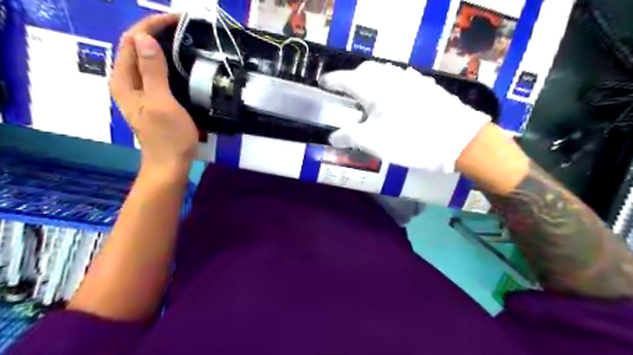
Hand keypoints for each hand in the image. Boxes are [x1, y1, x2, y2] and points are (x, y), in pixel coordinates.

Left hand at [110, 16, 196, 170]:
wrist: (170, 163)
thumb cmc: (168, 137)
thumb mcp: (161, 103)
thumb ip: (152, 71)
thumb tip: (144, 37)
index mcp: (124, 80)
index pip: (132, 41)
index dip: (151, 25)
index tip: (177, 19)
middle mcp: (127, 81)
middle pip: (136, 47)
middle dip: (156, 31)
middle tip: (184, 27)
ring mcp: (139, 90)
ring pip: (146, 58)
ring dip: (162, 45)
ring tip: (183, 38)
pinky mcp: (152, 98)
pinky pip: (155, 71)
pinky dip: (166, 61)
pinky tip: (181, 61)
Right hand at [319, 60, 490, 173]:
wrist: (457, 139)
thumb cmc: (409, 140)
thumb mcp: (373, 142)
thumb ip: (349, 136)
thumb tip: (333, 137)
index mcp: (373, 87)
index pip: (344, 79)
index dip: (331, 81)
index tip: (322, 84)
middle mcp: (390, 76)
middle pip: (364, 71)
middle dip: (351, 79)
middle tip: (345, 94)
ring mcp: (410, 79)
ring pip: (383, 73)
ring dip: (370, 81)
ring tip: (367, 99)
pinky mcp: (424, 86)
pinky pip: (398, 80)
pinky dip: (387, 86)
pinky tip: (392, 102)